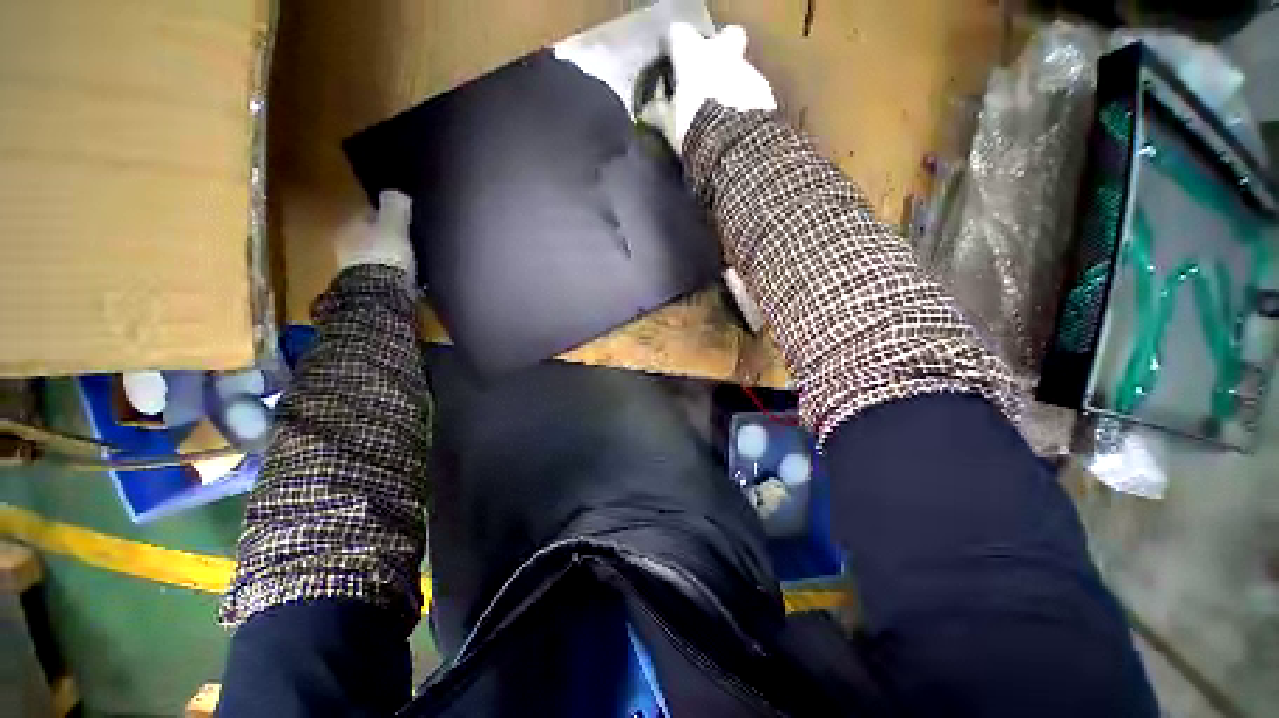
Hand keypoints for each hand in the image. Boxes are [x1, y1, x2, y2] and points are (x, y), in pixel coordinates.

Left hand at [334, 189, 416, 285]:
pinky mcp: (365, 288)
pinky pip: (379, 275)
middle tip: (405, 240)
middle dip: (383, 237)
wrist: (378, 294)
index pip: (367, 214)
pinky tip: (402, 277)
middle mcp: (345, 244)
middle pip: (368, 236)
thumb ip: (394, 207)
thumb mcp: (394, 226)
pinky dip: (388, 274)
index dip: (384, 215)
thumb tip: (396, 191)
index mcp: (350, 225)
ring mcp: (354, 268)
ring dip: (386, 257)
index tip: (402, 219)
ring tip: (406, 260)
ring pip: (373, 256)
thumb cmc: (384, 254)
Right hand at [639, 23, 776, 153]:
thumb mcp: (670, 125)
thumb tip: (645, 111)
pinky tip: (739, 124)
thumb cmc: (695, 129)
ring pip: (741, 68)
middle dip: (721, 49)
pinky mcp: (765, 94)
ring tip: (724, 112)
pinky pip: (753, 93)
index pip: (679, 34)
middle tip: (710, 72)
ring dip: (733, 83)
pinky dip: (746, 103)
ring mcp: (748, 72)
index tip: (668, 55)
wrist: (735, 148)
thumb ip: (658, 113)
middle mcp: (724, 55)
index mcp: (695, 57)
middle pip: (727, 36)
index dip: (672, 43)